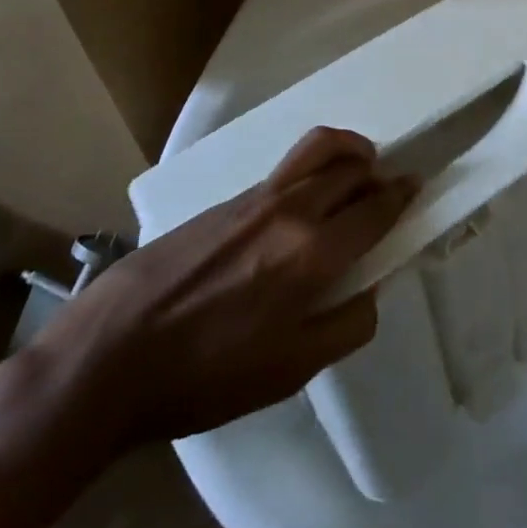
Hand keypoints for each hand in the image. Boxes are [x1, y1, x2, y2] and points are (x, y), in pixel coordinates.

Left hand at [0, 128, 416, 527]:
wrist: (109, 354)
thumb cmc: (205, 375)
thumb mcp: (289, 371)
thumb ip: (345, 326)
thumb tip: (369, 290)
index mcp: (313, 253)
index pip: (375, 210)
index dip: (402, 196)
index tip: (417, 187)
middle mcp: (291, 210)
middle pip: (350, 168)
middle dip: (378, 172)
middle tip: (387, 187)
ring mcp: (254, 198)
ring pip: (317, 152)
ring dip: (347, 153)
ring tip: (355, 167)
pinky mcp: (224, 200)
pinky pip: (284, 171)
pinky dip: (310, 171)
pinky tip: (301, 205)